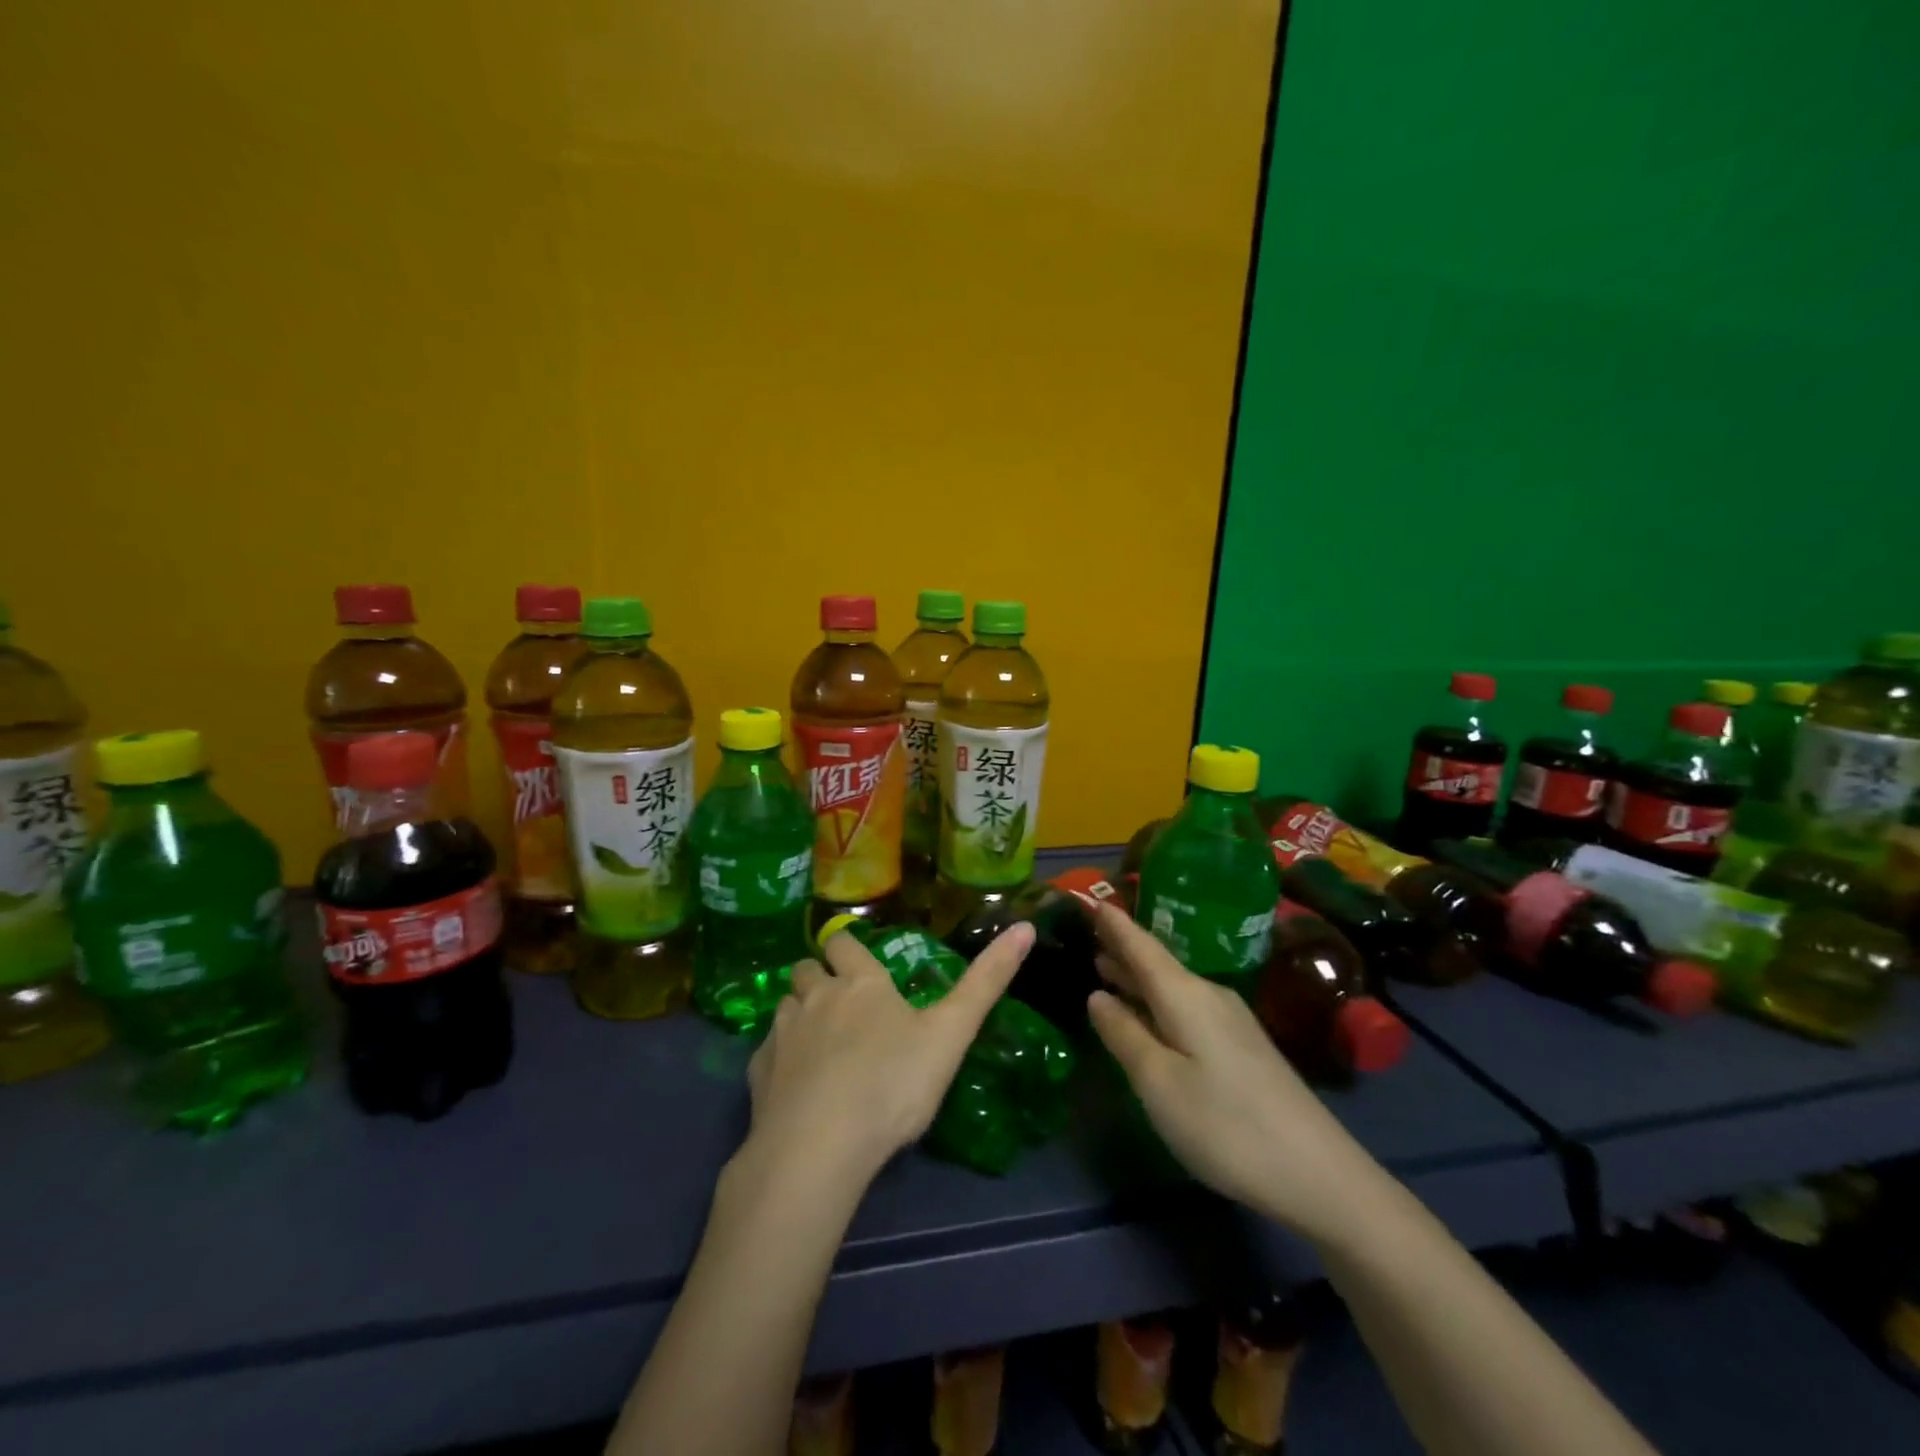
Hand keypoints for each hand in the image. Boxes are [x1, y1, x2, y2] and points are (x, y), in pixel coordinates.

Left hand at [741, 922, 1035, 1188]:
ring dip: (798, 1013)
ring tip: (817, 1041)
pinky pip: (767, 1051)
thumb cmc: (892, 1083)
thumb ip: (988, 981)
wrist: (819, 1146)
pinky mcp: (758, 1074)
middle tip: (839, 1001)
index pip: (843, 943)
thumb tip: (1026, 926)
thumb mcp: (951, 1032)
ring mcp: (782, 1033)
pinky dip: (780, 1057)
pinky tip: (794, 1085)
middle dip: (818, 975)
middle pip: (806, 968)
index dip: (847, 947)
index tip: (856, 960)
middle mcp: (816, 997)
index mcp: (860, 983)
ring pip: (785, 1005)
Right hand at [1083, 901, 1383, 1240]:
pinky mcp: (1242, 1048)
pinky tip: (1148, 1013)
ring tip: (1105, 966)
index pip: (1141, 946)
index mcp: (1185, 995)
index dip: (1114, 924)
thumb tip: (1097, 996)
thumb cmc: (1224, 1124)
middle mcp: (1209, 996)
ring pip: (1173, 986)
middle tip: (1087, 933)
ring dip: (1138, 976)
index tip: (1091, 898)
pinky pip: (1187, 1006)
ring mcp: (1231, 1021)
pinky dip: (1157, 1000)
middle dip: (1122, 949)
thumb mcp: (1159, 1082)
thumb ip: (1124, 1035)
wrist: (1318, 1175)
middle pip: (1158, 963)